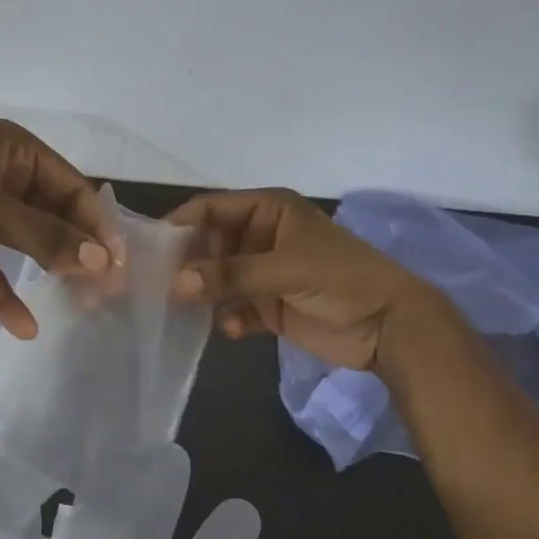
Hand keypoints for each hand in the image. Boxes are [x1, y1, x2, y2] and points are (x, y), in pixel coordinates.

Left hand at [0, 120, 117, 338]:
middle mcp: (0, 175)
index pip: (71, 186)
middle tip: (104, 291)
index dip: (97, 224)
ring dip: (48, 271)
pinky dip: (5, 294)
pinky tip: (23, 326)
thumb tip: (102, 261)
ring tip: (79, 305)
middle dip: (76, 251)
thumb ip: (45, 235)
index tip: (119, 266)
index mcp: (11, 149)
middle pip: (53, 215)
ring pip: (27, 242)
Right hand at [167, 188, 437, 370]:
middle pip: (211, 244)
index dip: (181, 223)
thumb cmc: (342, 280)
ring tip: (178, 310)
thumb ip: (231, 275)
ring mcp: (266, 273)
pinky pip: (238, 308)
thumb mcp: (286, 269)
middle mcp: (263, 237)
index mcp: (269, 211)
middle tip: (155, 285)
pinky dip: (229, 318)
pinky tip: (228, 330)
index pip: (212, 208)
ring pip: (221, 278)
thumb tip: (176, 284)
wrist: (391, 327)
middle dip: (188, 263)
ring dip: (204, 293)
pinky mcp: (272, 307)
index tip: (147, 247)